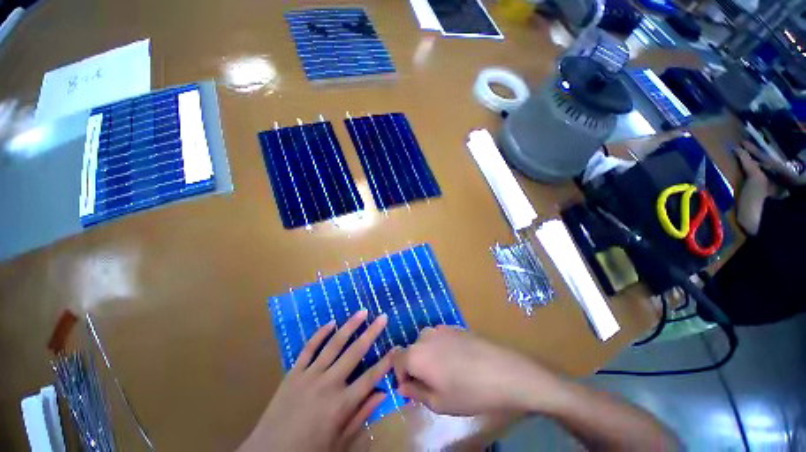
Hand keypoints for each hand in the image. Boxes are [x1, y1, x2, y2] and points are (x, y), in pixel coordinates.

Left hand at [239, 311, 392, 451]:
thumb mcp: (339, 442)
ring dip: (350, 326)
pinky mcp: (293, 372)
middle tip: (382, 317)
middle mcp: (328, 384)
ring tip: (362, 312)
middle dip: (371, 333)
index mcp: (341, 405)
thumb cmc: (309, 451)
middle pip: (355, 353)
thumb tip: (382, 394)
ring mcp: (309, 375)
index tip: (397, 348)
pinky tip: (331, 323)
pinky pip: (309, 348)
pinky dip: (320, 334)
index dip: (386, 362)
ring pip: (334, 344)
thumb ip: (361, 416)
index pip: (370, 378)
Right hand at [392, 326, 565, 415]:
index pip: (395, 359)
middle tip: (430, 385)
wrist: (503, 371)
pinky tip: (458, 362)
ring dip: (428, 357)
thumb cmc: (468, 392)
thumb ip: (415, 393)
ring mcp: (441, 329)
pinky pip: (440, 338)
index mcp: (416, 354)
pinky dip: (441, 349)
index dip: (398, 374)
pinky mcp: (455, 327)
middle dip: (415, 367)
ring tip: (445, 373)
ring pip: (426, 343)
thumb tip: (403, 386)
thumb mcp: (438, 402)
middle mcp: (425, 336)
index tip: (409, 388)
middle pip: (411, 351)